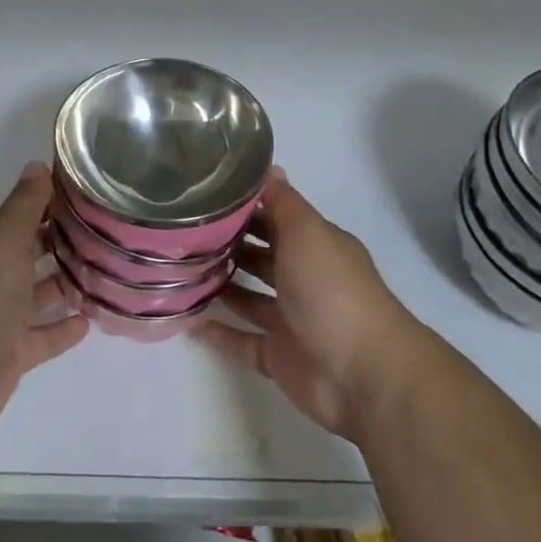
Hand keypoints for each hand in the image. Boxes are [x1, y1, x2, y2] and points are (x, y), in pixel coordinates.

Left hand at [0, 163, 88, 438]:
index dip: (52, 204)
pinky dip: (63, 329)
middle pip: (31, 254)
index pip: (23, 217)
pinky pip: (43, 338)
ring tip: (107, 272)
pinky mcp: (13, 355)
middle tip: (107, 232)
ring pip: (39, 296)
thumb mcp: (4, 237)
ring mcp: (2, 318)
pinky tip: (90, 321)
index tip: (89, 195)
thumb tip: (37, 164)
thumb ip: (24, 204)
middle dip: (62, 243)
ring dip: (66, 285)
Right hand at [195, 171, 417, 439]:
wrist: (362, 374)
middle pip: (260, 256)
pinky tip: (187, 320)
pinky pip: (242, 340)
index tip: (204, 196)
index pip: (275, 218)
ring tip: (177, 271)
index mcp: (315, 246)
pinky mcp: (278, 357)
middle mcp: (303, 279)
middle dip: (227, 245)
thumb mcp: (308, 232)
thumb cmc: (332, 290)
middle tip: (181, 233)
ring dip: (220, 285)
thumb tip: (270, 167)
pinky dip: (219, 332)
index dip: (244, 208)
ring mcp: (290, 320)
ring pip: (248, 297)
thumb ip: (284, 202)